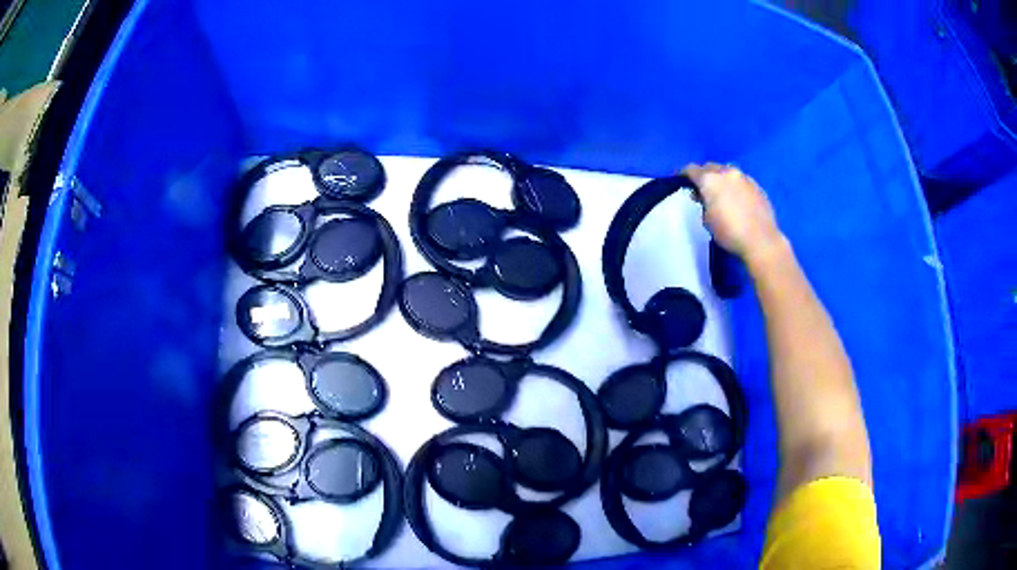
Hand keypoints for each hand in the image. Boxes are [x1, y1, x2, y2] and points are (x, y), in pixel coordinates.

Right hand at [684, 163, 785, 266]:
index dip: (684, 175)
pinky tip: (737, 199)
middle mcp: (727, 172)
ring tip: (721, 193)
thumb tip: (704, 196)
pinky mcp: (757, 186)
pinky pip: (741, 180)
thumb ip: (703, 203)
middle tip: (702, 189)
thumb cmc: (729, 233)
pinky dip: (735, 186)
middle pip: (710, 167)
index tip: (681, 182)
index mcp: (710, 179)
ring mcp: (744, 177)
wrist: (761, 240)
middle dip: (704, 175)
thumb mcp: (707, 220)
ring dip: (721, 179)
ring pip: (727, 171)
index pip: (691, 169)